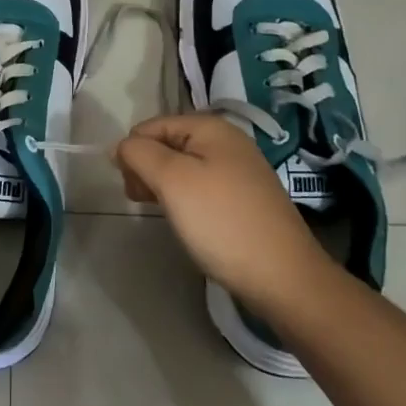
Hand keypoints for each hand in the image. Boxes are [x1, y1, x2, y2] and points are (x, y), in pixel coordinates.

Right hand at [116, 113, 330, 312]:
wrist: (283, 277)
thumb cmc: (221, 221)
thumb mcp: (171, 180)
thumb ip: (139, 153)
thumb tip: (121, 147)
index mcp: (210, 127)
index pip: (150, 127)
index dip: (133, 154)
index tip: (133, 189)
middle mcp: (227, 141)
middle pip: (166, 144)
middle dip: (147, 169)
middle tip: (144, 202)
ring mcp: (239, 170)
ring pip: (183, 167)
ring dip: (164, 186)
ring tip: (164, 214)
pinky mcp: (245, 198)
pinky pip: (202, 186)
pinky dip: (186, 199)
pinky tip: (187, 221)